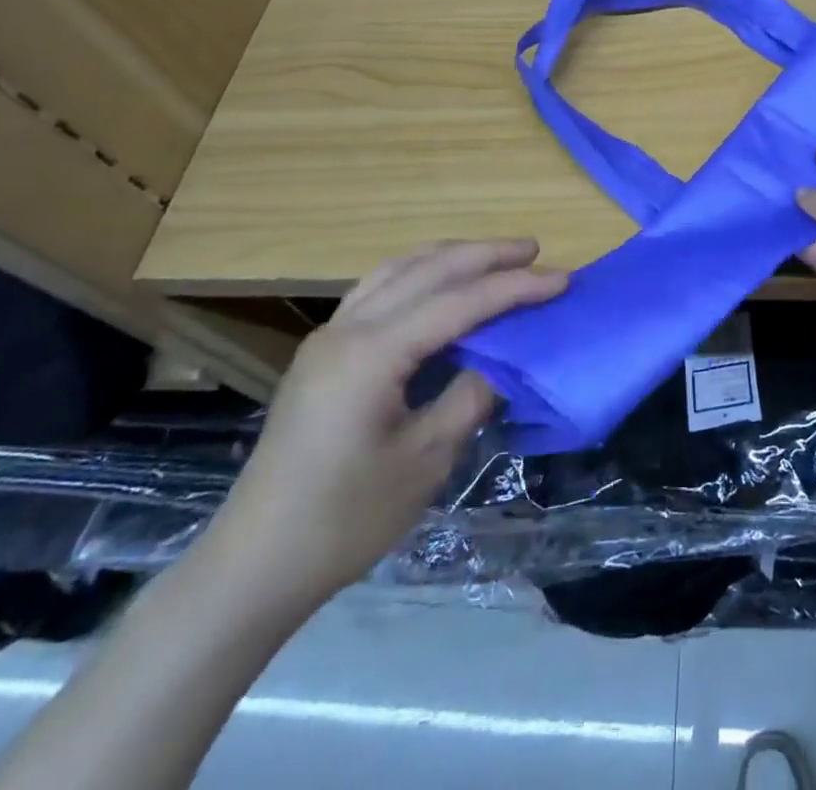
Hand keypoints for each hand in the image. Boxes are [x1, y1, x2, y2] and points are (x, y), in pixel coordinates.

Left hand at [198, 240, 565, 608]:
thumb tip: (504, 361)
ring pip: (397, 271)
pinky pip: (376, 290)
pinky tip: (438, 286)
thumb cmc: (345, 519)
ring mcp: (328, 336)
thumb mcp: (425, 460)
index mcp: (372, 353)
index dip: (513, 289)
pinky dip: (417, 276)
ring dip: (449, 258)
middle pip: (427, 271)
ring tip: (492, 257)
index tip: (560, 279)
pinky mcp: (321, 353)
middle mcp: (347, 328)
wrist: (254, 564)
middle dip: (484, 256)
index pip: (458, 303)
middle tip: (532, 251)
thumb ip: (471, 396)